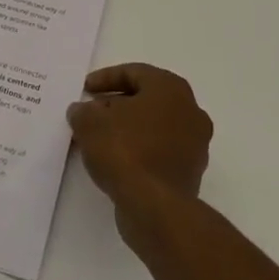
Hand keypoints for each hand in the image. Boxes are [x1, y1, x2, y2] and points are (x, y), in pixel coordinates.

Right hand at [69, 64, 212, 217]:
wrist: (155, 206)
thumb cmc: (125, 150)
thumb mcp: (90, 122)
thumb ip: (83, 111)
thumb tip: (83, 111)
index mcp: (171, 88)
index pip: (134, 73)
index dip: (105, 78)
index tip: (85, 89)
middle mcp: (190, 111)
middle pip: (147, 99)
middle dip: (116, 104)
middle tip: (91, 112)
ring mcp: (195, 144)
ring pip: (154, 126)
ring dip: (127, 128)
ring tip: (98, 139)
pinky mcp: (190, 172)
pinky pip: (159, 151)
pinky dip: (138, 150)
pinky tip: (114, 161)